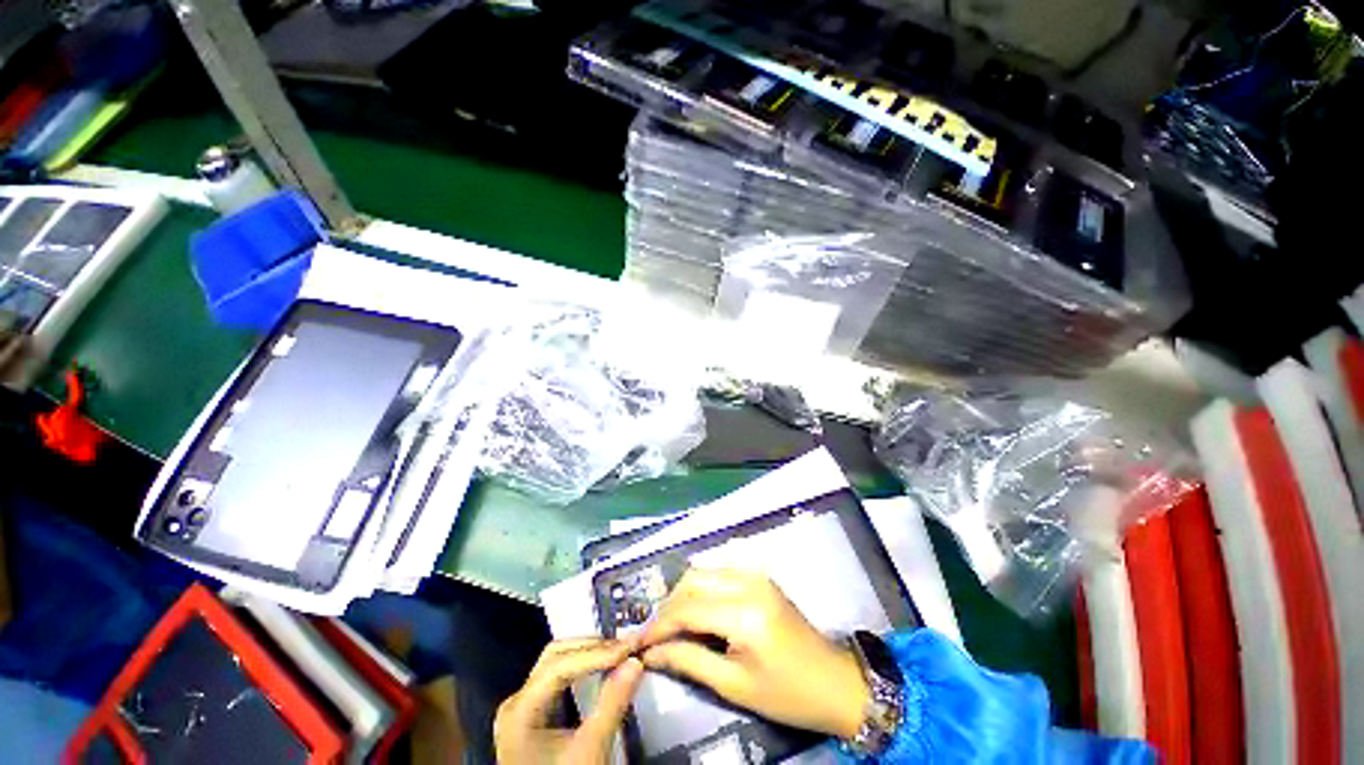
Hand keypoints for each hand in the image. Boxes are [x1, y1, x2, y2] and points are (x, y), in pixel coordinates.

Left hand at [494, 638, 644, 763]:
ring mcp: (524, 707)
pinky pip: (559, 678)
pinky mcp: (536, 714)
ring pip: (557, 662)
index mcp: (519, 711)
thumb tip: (635, 662)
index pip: (558, 667)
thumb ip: (611, 704)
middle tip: (626, 646)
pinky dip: (584, 668)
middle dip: (593, 648)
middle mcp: (517, 702)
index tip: (628, 648)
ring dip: (589, 653)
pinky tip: (603, 666)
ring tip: (618, 652)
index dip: (595, 653)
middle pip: (555, 657)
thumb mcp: (590, 751)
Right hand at [638, 568, 868, 739]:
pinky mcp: (760, 575)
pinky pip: (719, 572)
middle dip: (668, 606)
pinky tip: (696, 611)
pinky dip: (701, 588)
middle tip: (655, 635)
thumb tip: (652, 652)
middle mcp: (748, 582)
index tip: (638, 642)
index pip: (688, 609)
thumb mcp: (734, 686)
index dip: (659, 625)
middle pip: (692, 581)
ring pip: (703, 572)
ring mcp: (756, 574)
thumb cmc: (787, 694)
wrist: (835, 681)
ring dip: (682, 595)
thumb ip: (689, 661)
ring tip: (672, 625)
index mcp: (745, 613)